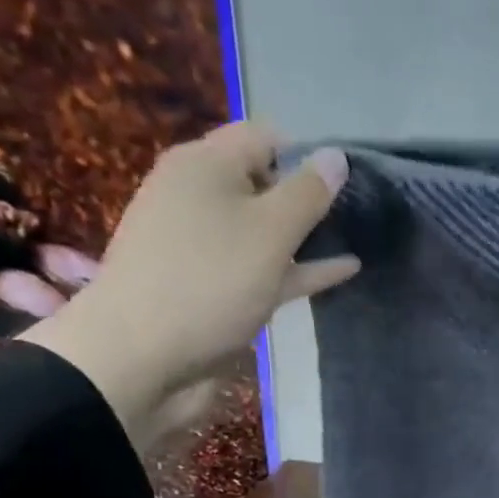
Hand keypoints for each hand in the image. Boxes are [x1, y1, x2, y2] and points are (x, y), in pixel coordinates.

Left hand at [21, 122, 357, 448]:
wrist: (140, 360)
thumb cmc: (209, 282)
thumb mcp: (270, 232)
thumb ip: (308, 194)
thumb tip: (337, 156)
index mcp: (205, 165)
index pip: (265, 137)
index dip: (307, 154)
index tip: (347, 184)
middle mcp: (199, 196)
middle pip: (263, 183)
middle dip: (307, 197)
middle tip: (358, 214)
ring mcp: (204, 246)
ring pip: (264, 230)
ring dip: (304, 236)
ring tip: (354, 240)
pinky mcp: (211, 287)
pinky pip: (262, 267)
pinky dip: (297, 268)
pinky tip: (340, 273)